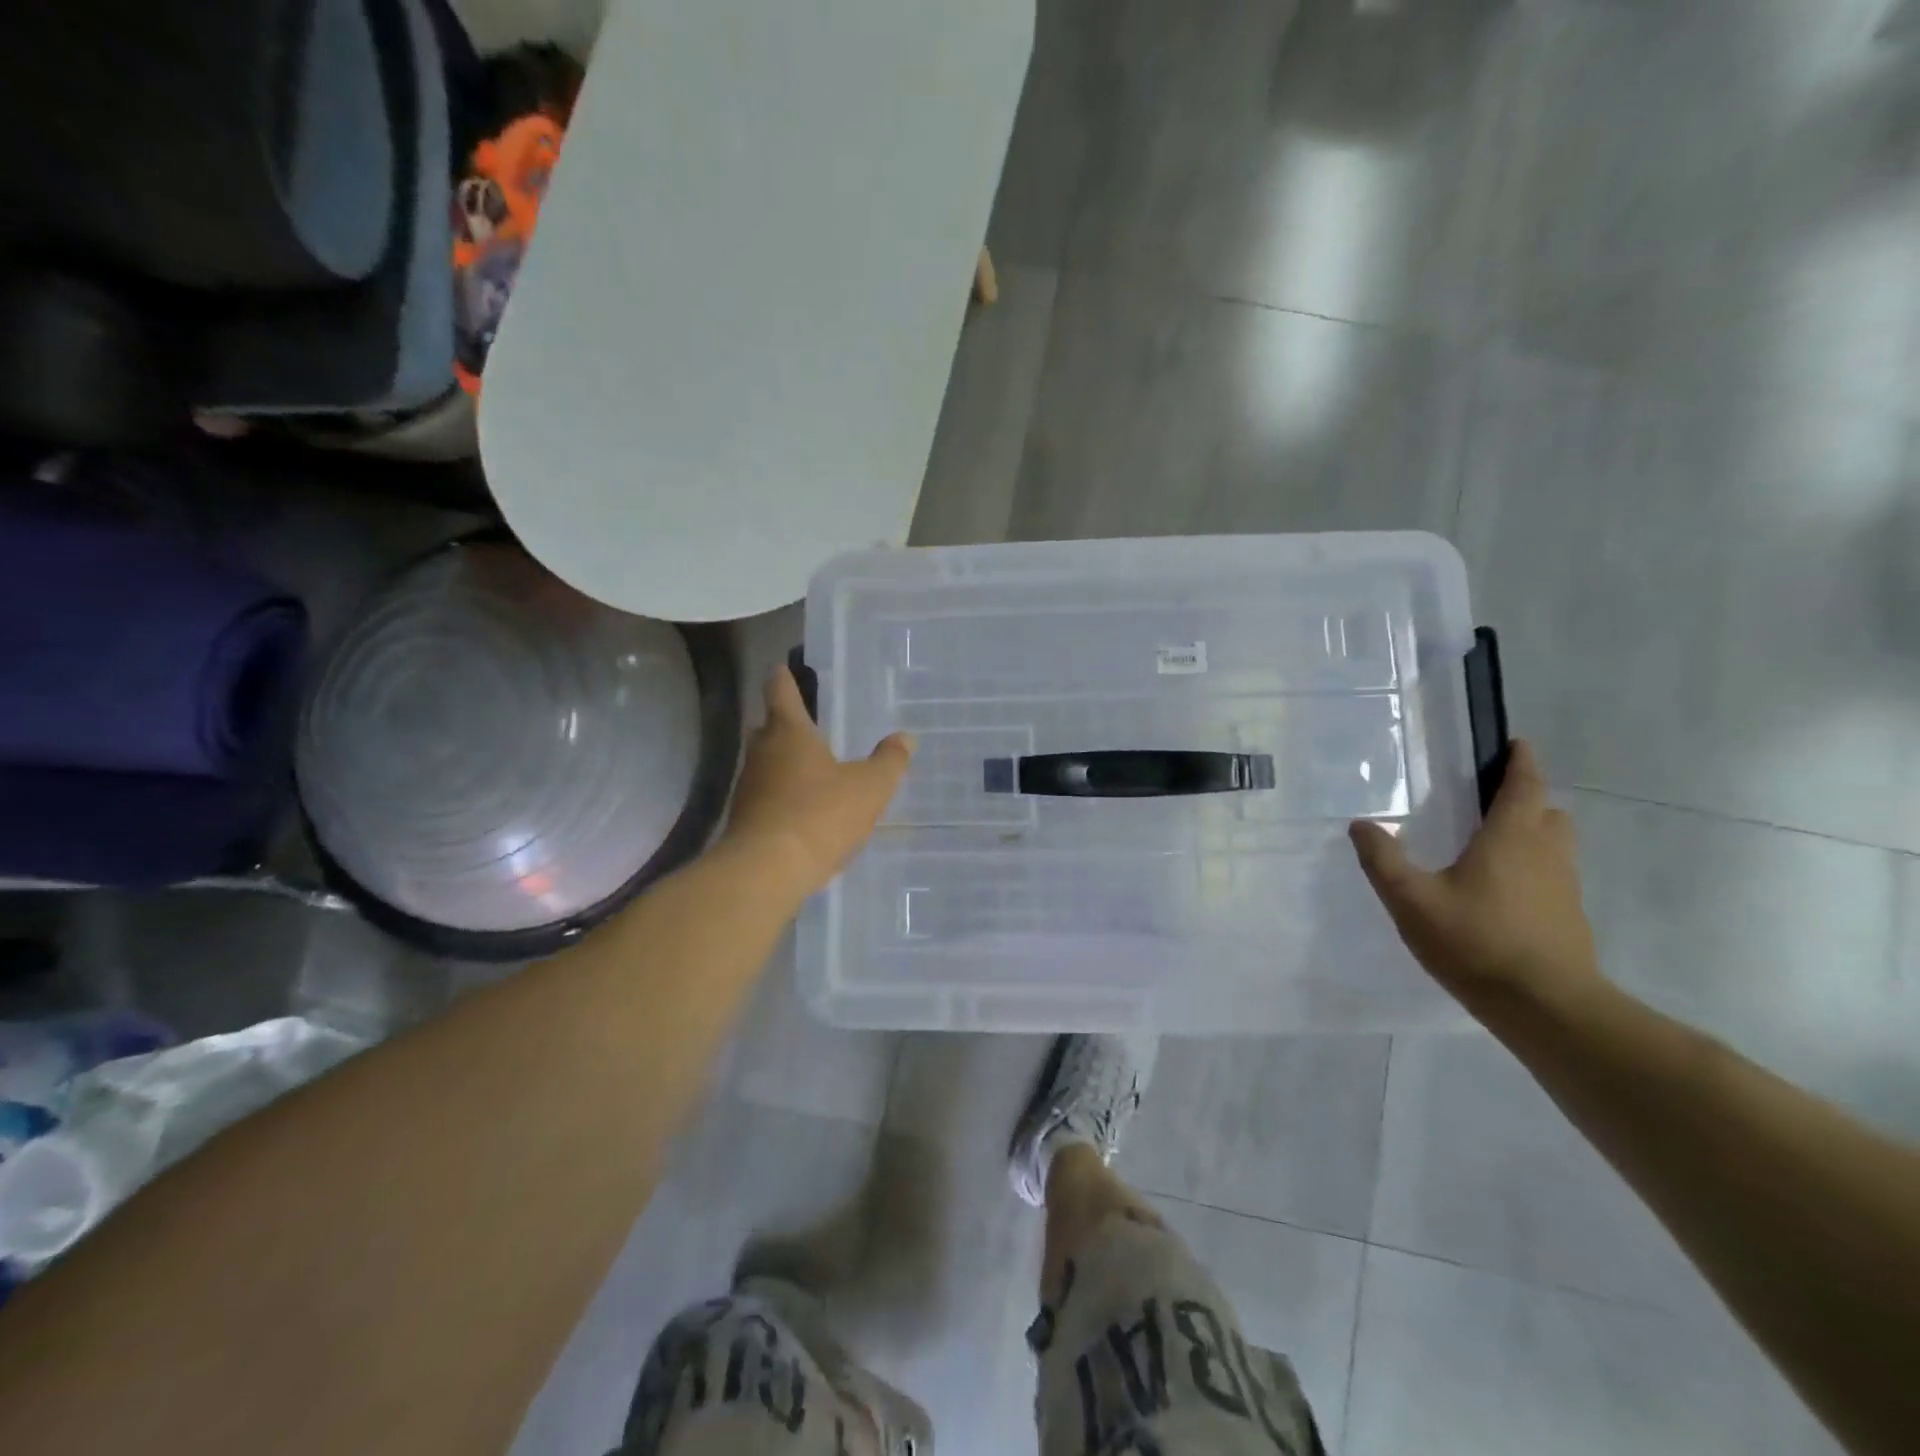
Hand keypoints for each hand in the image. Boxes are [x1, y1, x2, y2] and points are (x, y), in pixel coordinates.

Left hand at [721, 666, 913, 896]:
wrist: (766, 871)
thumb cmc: (820, 815)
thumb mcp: (869, 788)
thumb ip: (889, 761)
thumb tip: (905, 737)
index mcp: (789, 732)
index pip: (780, 690)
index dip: (783, 677)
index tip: (784, 668)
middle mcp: (762, 752)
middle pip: (769, 728)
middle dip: (786, 724)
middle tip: (809, 725)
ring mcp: (748, 787)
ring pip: (766, 764)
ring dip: (784, 763)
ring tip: (811, 770)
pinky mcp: (744, 819)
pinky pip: (765, 797)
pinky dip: (781, 797)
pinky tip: (802, 811)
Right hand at [1348, 740, 1605, 1017]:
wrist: (1546, 1007)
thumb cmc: (1476, 941)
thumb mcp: (1411, 899)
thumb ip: (1383, 859)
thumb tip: (1360, 824)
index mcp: (1511, 837)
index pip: (1525, 785)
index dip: (1522, 761)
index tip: (1516, 744)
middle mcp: (1546, 853)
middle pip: (1548, 812)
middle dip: (1526, 799)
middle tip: (1488, 800)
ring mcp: (1564, 887)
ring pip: (1555, 845)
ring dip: (1532, 833)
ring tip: (1490, 845)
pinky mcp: (1569, 918)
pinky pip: (1553, 876)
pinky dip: (1533, 869)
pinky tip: (1499, 893)